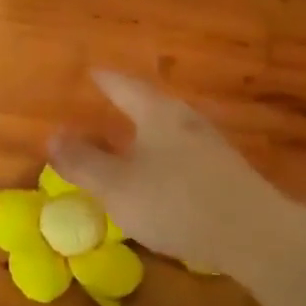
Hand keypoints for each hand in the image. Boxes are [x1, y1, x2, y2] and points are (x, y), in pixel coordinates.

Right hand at [49, 72, 290, 277]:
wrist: (254, 234)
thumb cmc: (176, 202)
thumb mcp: (117, 186)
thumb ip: (83, 162)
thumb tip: (52, 136)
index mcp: (157, 113)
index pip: (124, 86)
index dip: (106, 80)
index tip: (93, 72)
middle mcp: (186, 119)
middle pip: (152, 103)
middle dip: (129, 103)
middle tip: (109, 102)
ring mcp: (211, 144)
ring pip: (171, 128)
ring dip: (149, 130)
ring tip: (132, 137)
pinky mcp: (226, 171)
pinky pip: (186, 151)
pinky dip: (166, 154)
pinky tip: (163, 173)